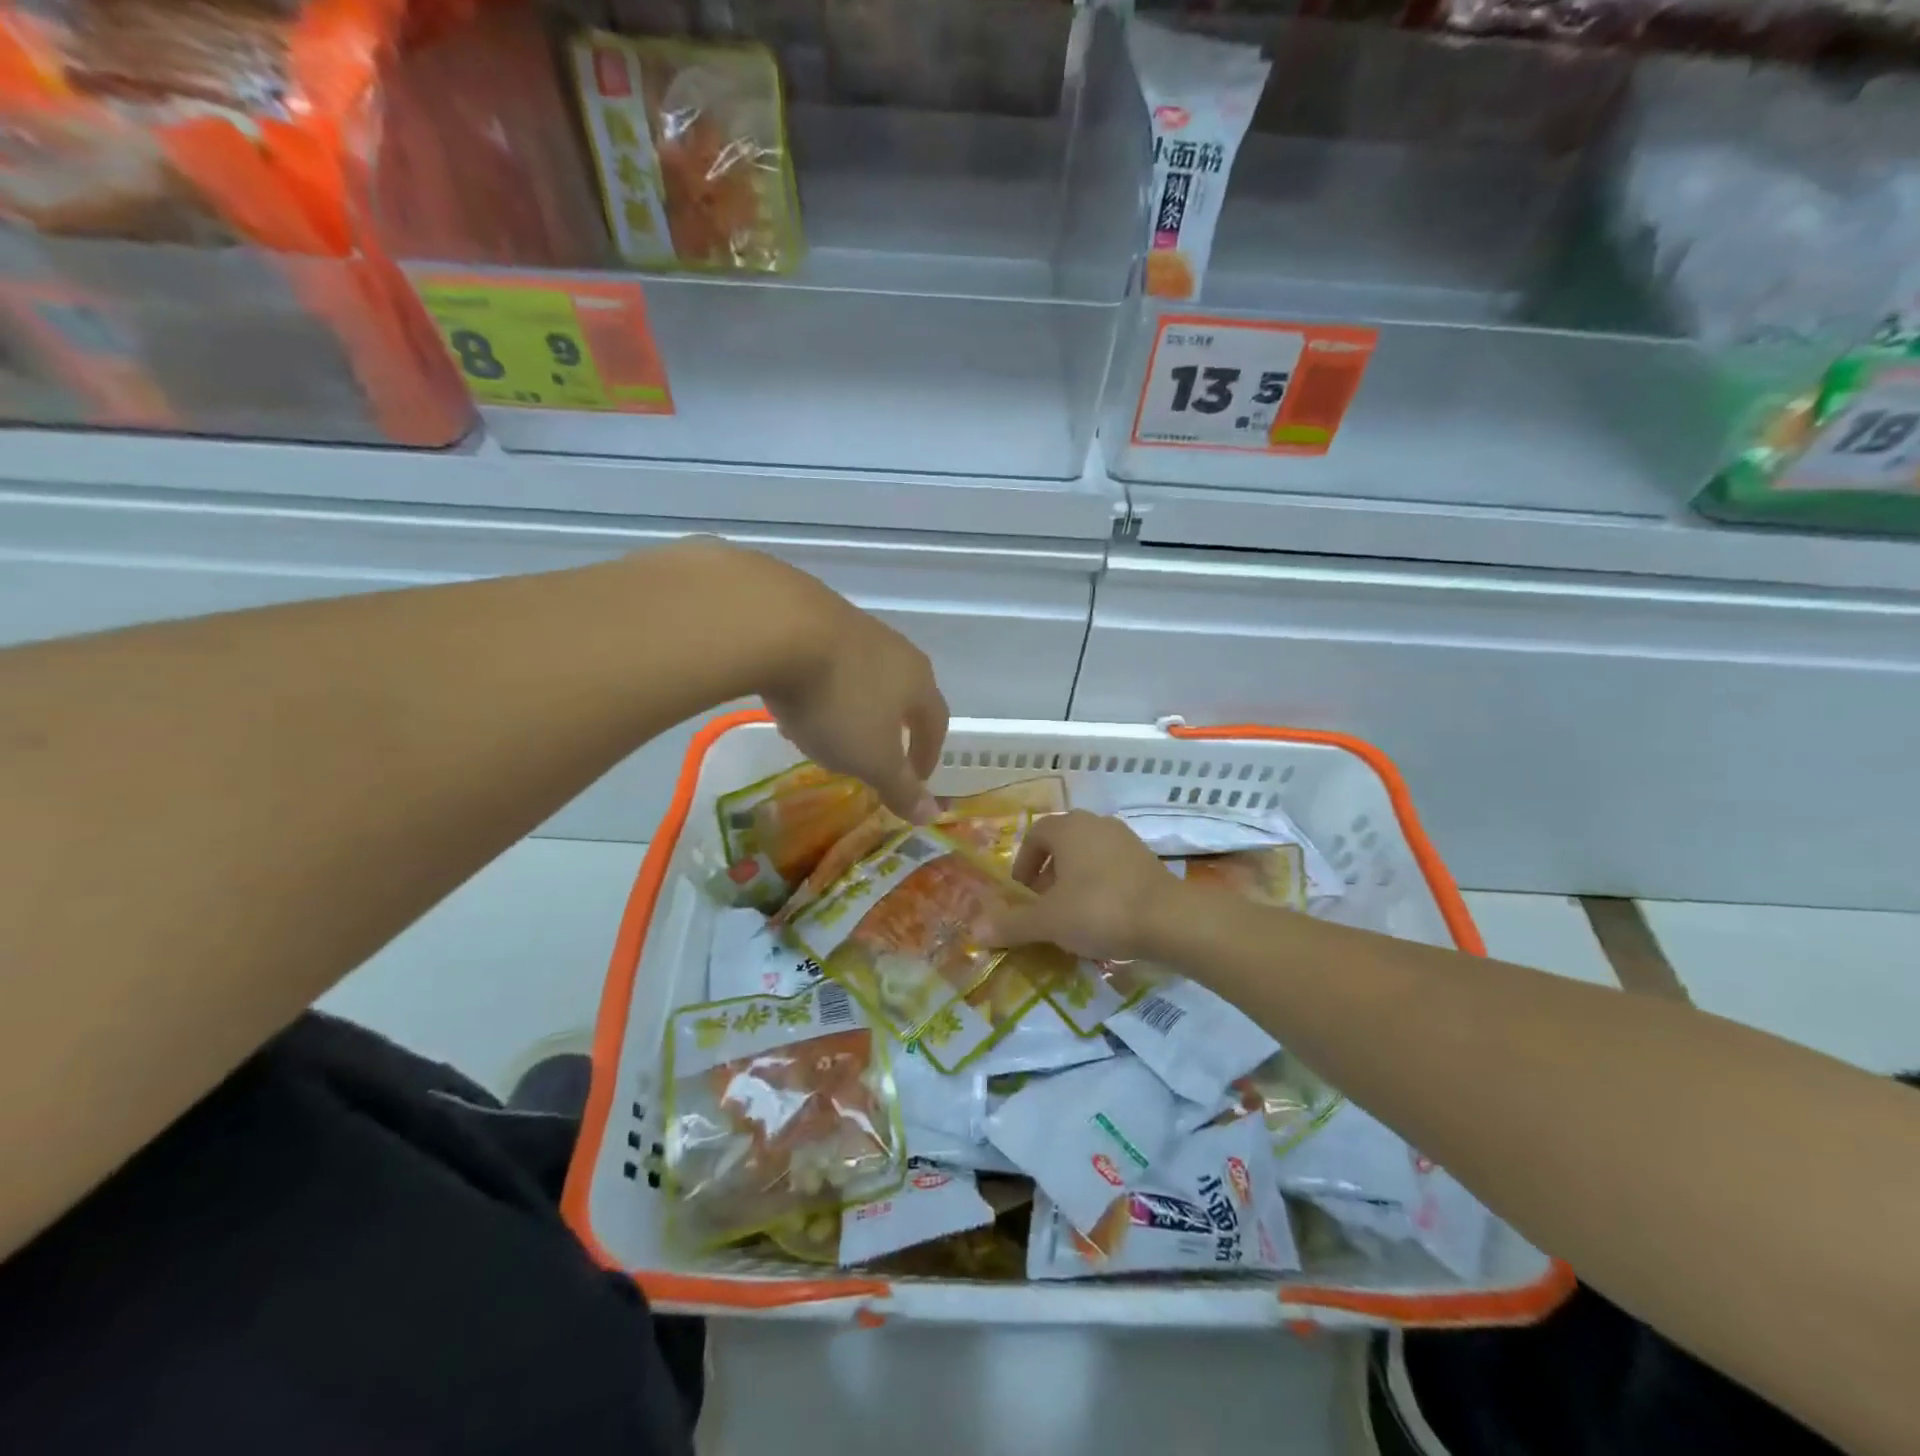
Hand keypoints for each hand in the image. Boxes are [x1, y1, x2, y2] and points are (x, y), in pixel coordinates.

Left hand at [747, 552, 948, 823]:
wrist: (780, 627)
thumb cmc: (839, 702)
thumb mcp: (872, 759)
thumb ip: (901, 787)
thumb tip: (932, 814)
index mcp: (918, 682)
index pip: (935, 722)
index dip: (927, 754)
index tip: (915, 779)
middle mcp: (894, 649)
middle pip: (900, 694)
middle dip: (887, 728)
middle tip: (872, 756)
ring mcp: (853, 627)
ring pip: (861, 677)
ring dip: (850, 707)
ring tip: (825, 734)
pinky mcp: (812, 614)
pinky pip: (824, 661)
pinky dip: (817, 687)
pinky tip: (791, 702)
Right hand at [983, 810, 1184, 961]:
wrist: (1170, 920)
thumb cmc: (1099, 910)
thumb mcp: (1049, 921)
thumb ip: (1012, 924)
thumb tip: (975, 930)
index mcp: (1068, 828)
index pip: (1035, 835)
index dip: (1023, 864)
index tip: (1022, 894)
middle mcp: (1096, 824)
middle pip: (1062, 845)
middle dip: (1048, 874)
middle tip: (1044, 907)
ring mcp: (1125, 839)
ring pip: (1087, 856)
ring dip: (1074, 881)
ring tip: (1072, 916)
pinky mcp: (1147, 860)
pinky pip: (1111, 868)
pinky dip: (1100, 887)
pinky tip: (1103, 917)